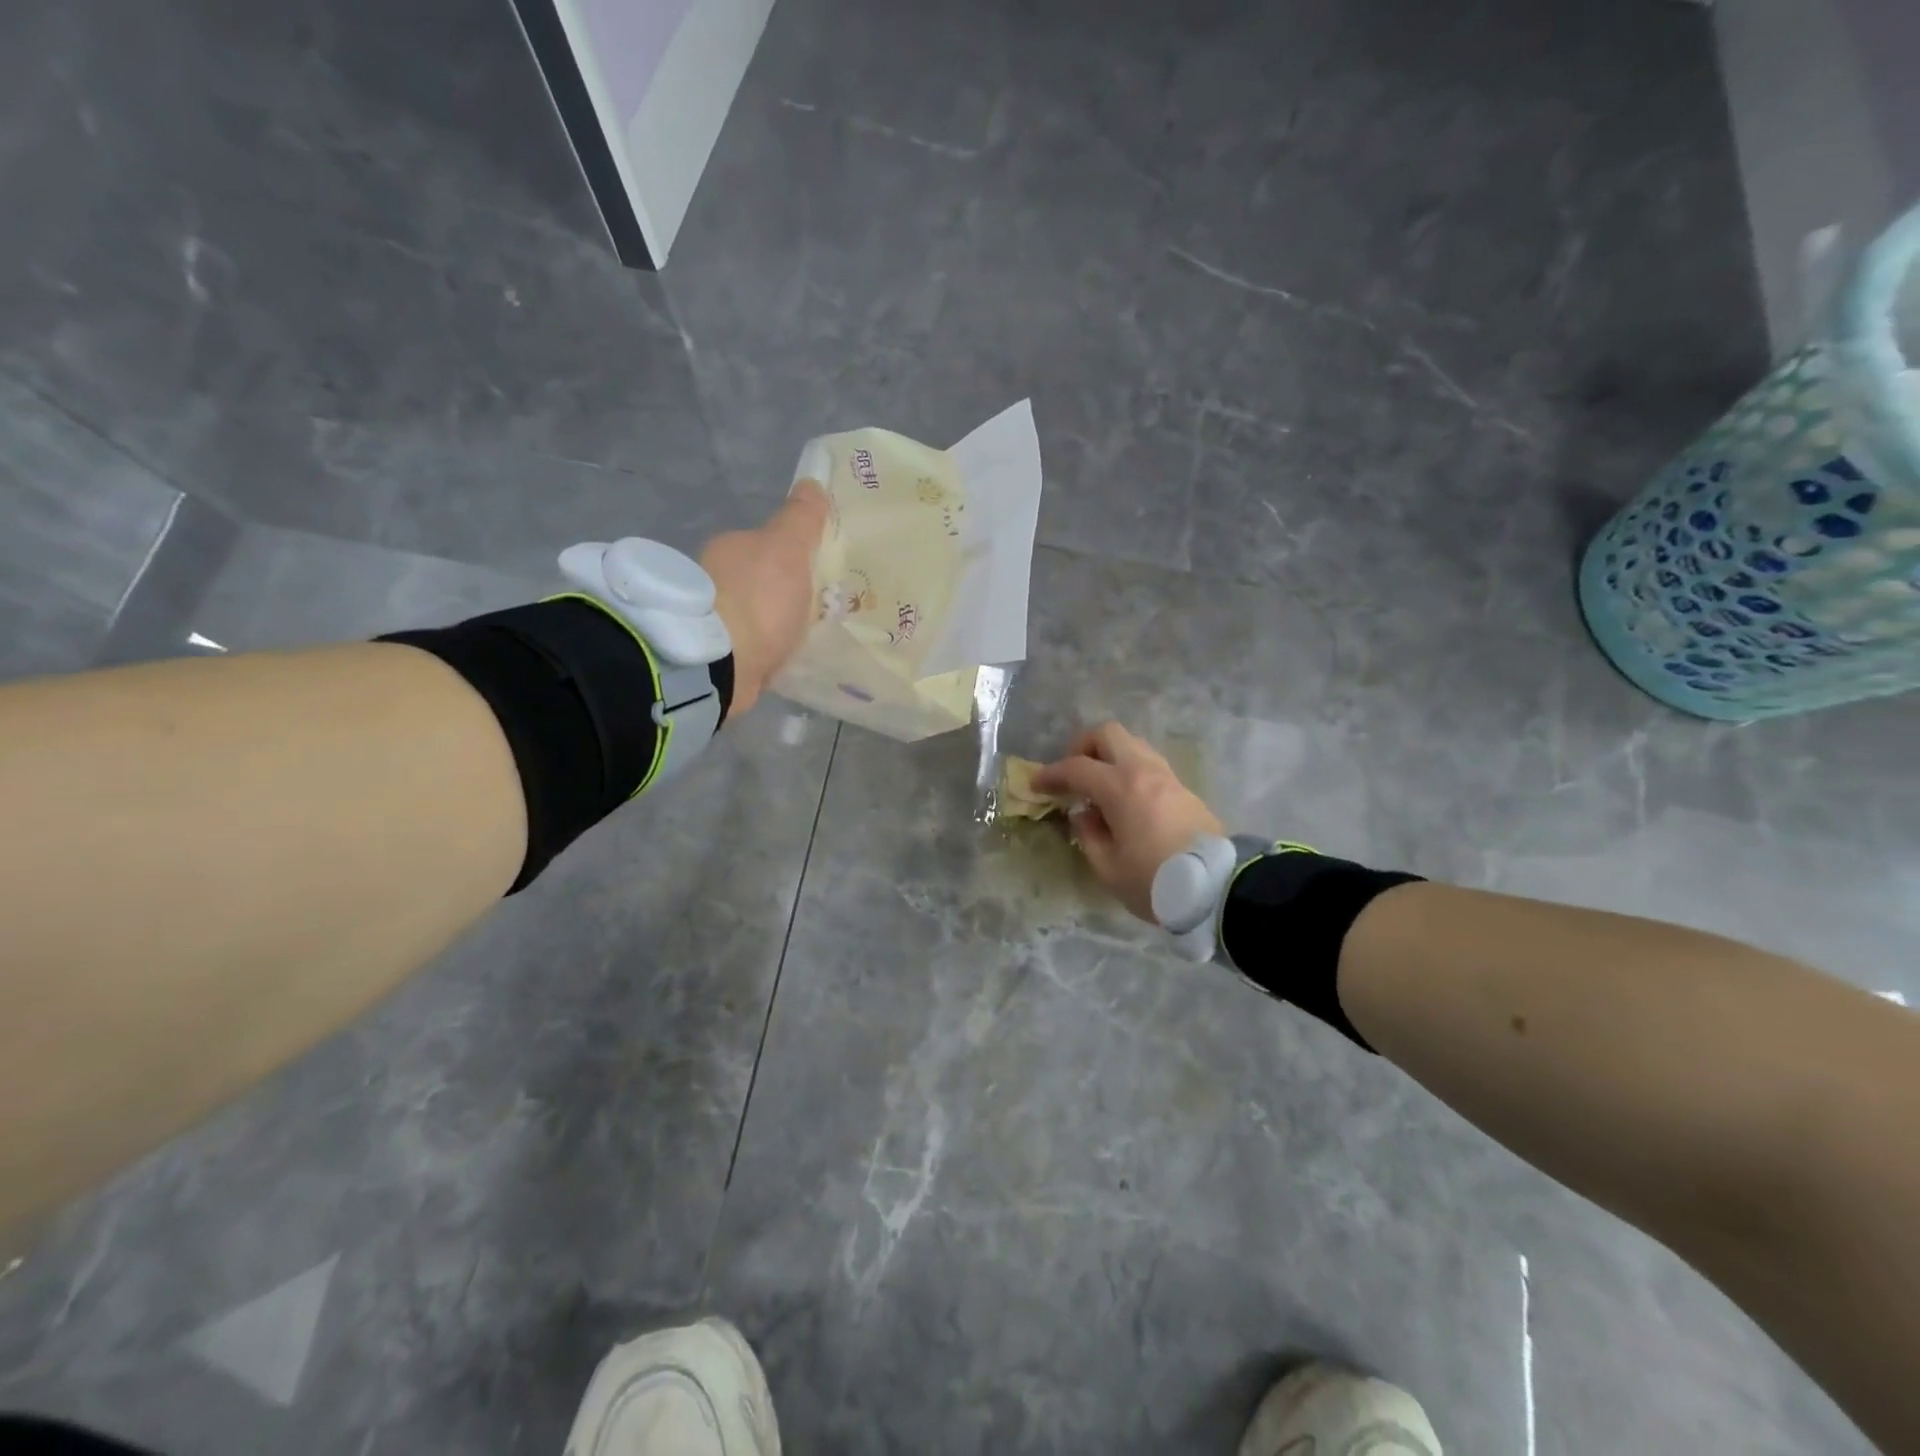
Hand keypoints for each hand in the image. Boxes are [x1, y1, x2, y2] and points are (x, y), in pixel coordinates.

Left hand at [701, 482, 828, 717]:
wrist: (722, 664)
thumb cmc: (760, 600)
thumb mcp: (788, 549)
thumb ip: (801, 519)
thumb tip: (812, 482)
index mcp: (729, 548)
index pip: (764, 545)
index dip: (791, 557)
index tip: (816, 576)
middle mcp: (713, 579)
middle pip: (759, 582)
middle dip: (782, 594)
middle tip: (817, 612)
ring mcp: (711, 621)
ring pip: (752, 616)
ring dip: (772, 626)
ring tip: (803, 642)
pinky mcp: (714, 657)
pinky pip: (748, 648)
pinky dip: (763, 652)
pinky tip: (782, 662)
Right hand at [1032, 721, 1223, 921]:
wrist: (1218, 888)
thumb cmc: (1155, 881)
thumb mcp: (1108, 867)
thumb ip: (1088, 835)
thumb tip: (1083, 814)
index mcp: (1120, 787)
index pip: (1076, 767)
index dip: (1051, 774)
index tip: (1036, 785)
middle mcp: (1143, 771)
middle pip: (1108, 734)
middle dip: (1083, 747)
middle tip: (1073, 775)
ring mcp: (1167, 776)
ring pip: (1132, 744)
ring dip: (1109, 757)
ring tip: (1099, 788)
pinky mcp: (1184, 789)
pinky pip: (1149, 763)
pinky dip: (1129, 770)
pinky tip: (1125, 799)